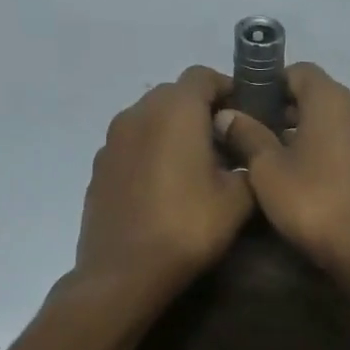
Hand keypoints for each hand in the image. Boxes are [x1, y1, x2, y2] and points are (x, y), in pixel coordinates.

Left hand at [74, 67, 253, 293]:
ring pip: (150, 118)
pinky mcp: (99, 166)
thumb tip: (246, 152)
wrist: (124, 272)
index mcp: (175, 111)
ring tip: (195, 164)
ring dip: (174, 130)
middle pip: (174, 93)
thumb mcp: (239, 199)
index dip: (228, 89)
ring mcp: (112, 140)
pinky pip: (133, 143)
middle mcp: (138, 114)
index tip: (247, 114)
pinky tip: (165, 186)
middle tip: (226, 142)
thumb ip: (250, 162)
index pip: (203, 76)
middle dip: (201, 109)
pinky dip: (152, 151)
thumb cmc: (188, 228)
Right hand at [216, 62, 349, 276]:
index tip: (249, 107)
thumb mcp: (268, 170)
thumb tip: (227, 114)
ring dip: (309, 130)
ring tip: (281, 159)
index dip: (272, 83)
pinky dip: (330, 147)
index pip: (300, 71)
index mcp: (333, 100)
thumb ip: (247, 135)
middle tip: (258, 136)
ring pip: (337, 120)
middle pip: (320, 95)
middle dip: (288, 109)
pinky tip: (311, 176)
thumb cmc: (313, 202)